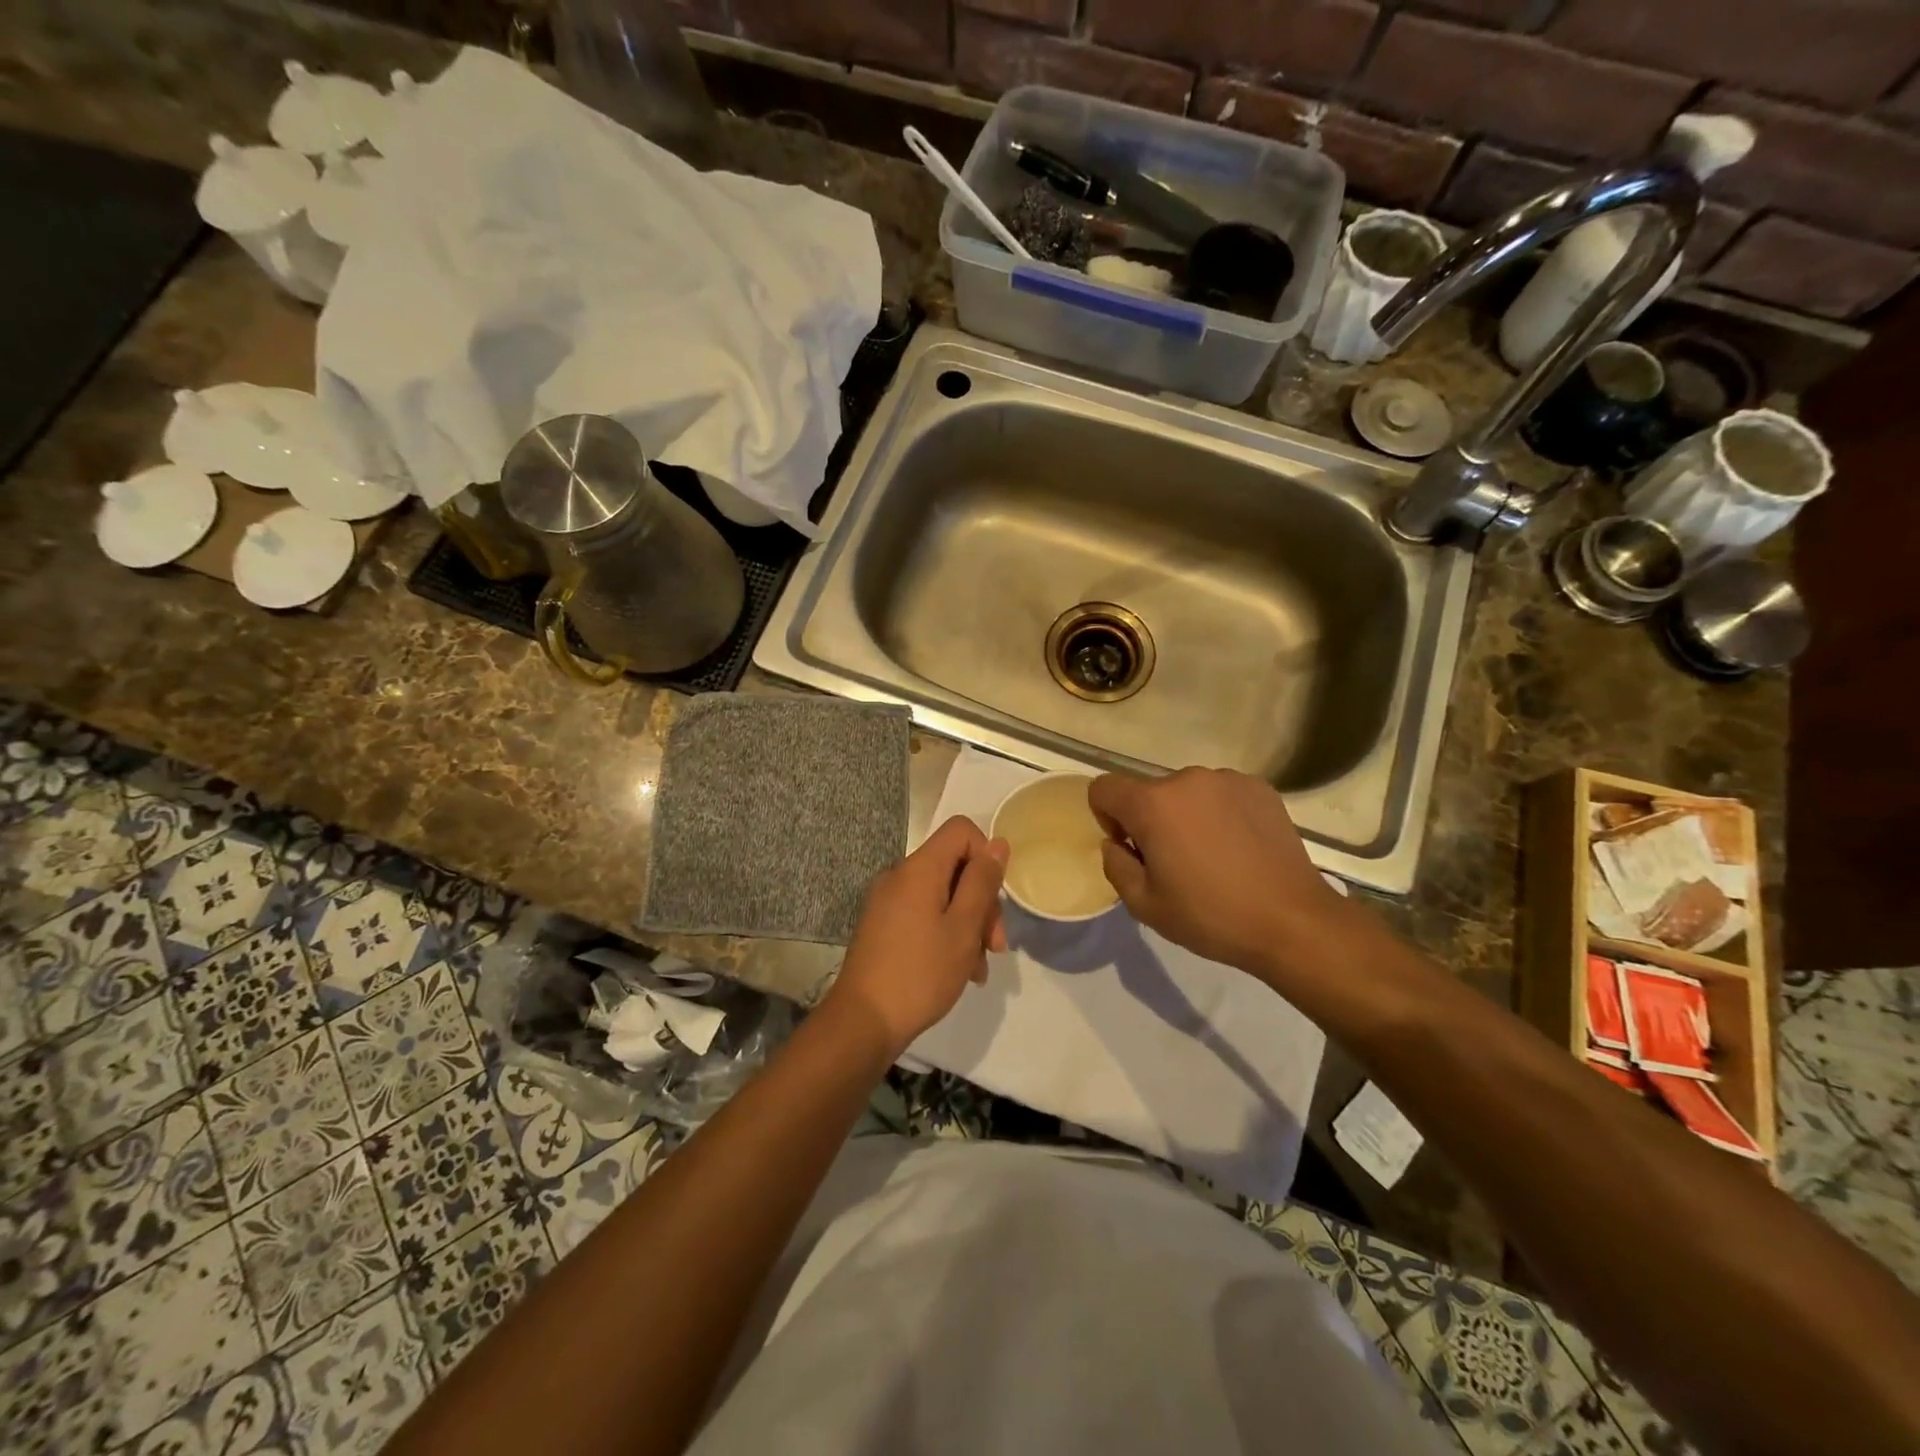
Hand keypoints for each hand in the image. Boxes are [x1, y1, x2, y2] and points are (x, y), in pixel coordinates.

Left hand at [825, 816, 1007, 1059]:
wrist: (863, 1021)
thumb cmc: (920, 972)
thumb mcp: (963, 928)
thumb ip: (982, 882)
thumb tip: (997, 843)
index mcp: (918, 868)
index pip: (961, 830)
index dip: (986, 855)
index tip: (994, 897)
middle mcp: (900, 876)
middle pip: (954, 866)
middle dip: (982, 902)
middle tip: (995, 946)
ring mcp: (888, 902)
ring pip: (942, 895)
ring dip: (968, 925)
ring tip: (978, 968)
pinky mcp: (883, 925)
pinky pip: (924, 914)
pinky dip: (946, 934)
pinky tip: (960, 971)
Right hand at [1087, 767, 1350, 979]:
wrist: (1292, 921)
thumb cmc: (1210, 915)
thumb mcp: (1144, 905)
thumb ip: (1115, 865)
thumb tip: (1116, 843)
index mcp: (1153, 804)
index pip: (1103, 788)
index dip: (1106, 817)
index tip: (1131, 848)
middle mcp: (1186, 779)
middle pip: (1148, 792)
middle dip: (1150, 820)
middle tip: (1174, 862)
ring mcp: (1227, 779)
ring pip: (1186, 793)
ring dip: (1186, 816)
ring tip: (1212, 856)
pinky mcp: (1259, 788)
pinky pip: (1221, 794)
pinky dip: (1219, 814)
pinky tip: (1239, 848)